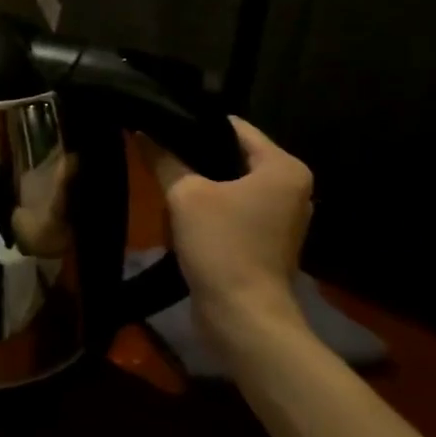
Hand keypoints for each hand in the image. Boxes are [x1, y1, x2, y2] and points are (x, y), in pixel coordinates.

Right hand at [138, 118, 311, 319]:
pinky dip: (210, 206)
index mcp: (284, 168)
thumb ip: (164, 159)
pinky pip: (233, 209)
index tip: (160, 120)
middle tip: (156, 147)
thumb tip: (143, 131)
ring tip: (162, 174)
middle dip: (195, 153)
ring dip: (200, 182)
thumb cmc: (222, 245)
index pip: (234, 127)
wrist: (242, 316)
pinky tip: (179, 209)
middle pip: (234, 155)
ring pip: (231, 184)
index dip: (194, 122)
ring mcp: (282, 217)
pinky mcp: (266, 241)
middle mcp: (292, 188)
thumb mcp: (185, 195)